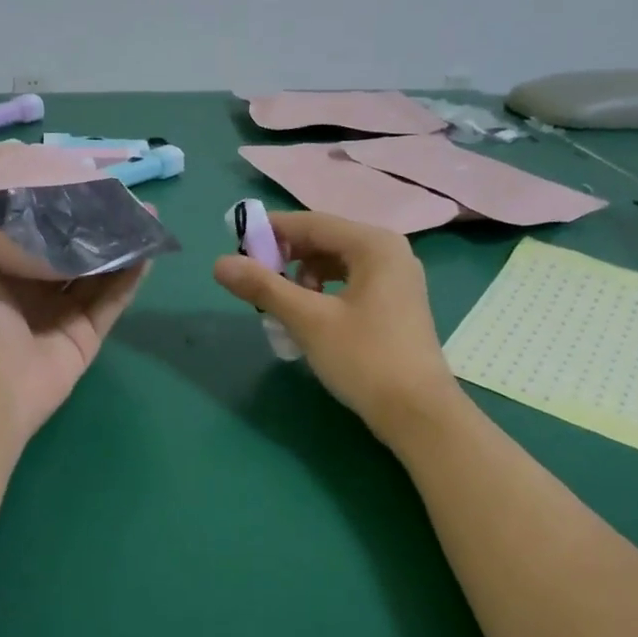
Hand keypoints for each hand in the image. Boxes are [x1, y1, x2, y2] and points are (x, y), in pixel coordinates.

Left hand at [0, 155, 144, 441]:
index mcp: (0, 268)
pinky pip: (115, 299)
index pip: (29, 226)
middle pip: (69, 247)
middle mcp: (33, 288)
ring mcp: (64, 312)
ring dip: (120, 244)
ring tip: (145, 214)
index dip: (48, 200)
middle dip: (93, 221)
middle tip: (119, 193)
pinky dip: (132, 276)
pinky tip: (149, 248)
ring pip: (98, 271)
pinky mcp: (89, 332)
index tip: (71, 173)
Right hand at [212, 210, 463, 443]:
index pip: (312, 223)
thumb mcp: (309, 321)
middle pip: (325, 242)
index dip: (271, 232)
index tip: (236, 247)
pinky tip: (310, 323)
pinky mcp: (396, 306)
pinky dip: (324, 297)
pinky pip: (350, 286)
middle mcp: (390, 252)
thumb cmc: (365, 359)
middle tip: (258, 286)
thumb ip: (264, 287)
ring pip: (336, 266)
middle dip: (287, 261)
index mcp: (374, 244)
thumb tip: (219, 263)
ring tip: (285, 311)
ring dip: (304, 282)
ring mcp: (397, 280)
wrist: (418, 413)